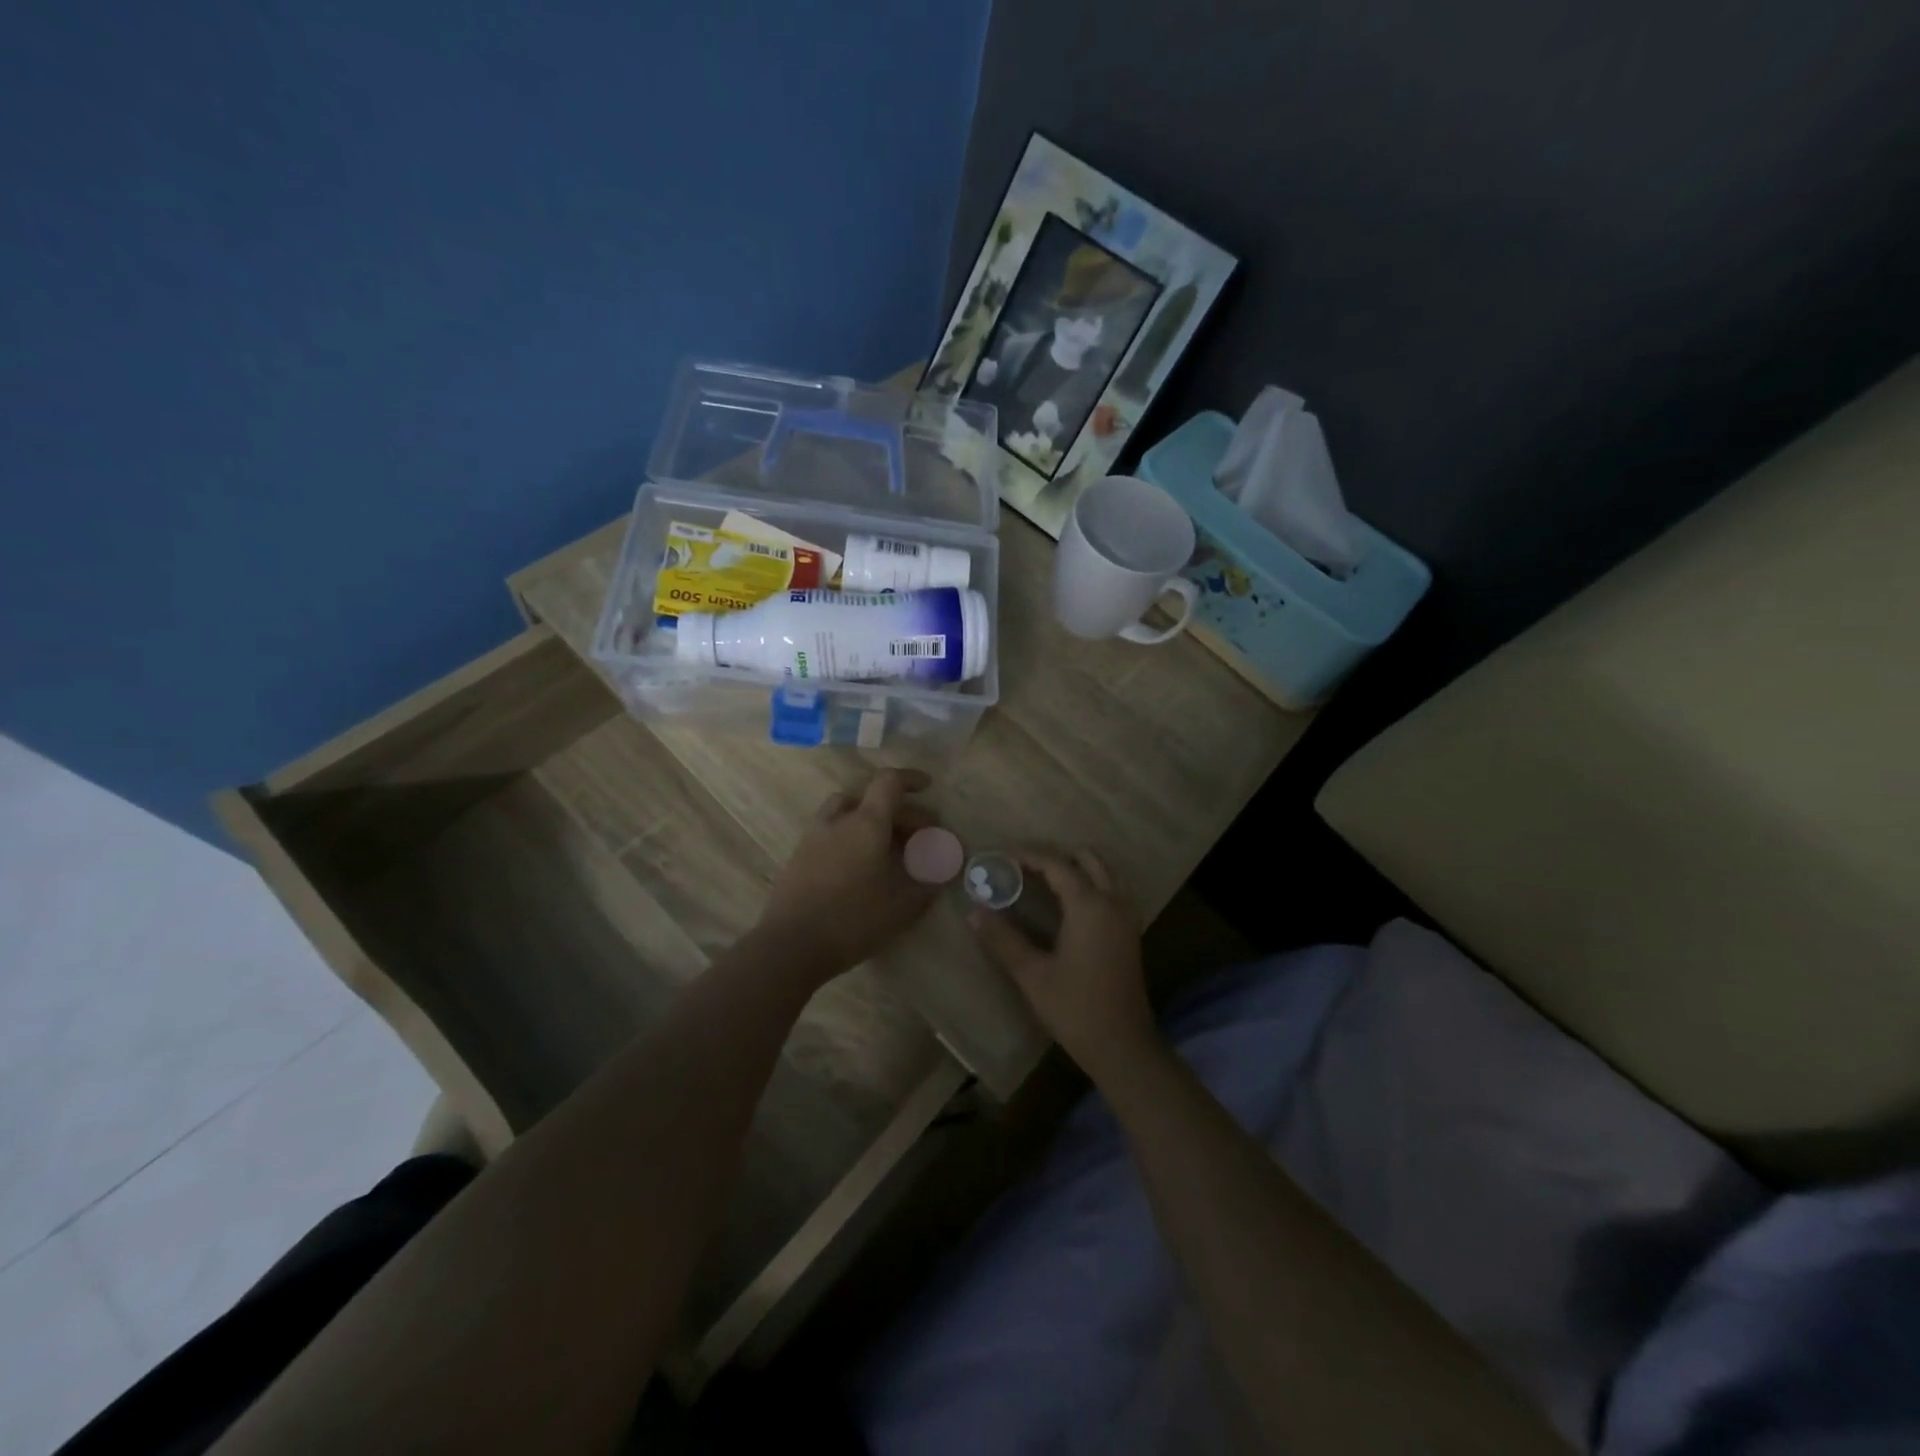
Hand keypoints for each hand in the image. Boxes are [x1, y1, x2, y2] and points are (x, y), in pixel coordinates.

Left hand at [757, 769, 940, 981]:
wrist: (790, 945)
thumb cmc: (853, 920)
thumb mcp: (902, 907)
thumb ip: (927, 885)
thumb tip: (943, 873)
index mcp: (867, 823)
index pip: (889, 782)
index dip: (911, 779)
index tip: (928, 787)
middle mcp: (839, 820)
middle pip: (871, 798)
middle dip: (900, 811)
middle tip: (919, 834)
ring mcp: (814, 836)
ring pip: (846, 810)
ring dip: (869, 817)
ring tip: (887, 843)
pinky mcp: (799, 855)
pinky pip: (831, 830)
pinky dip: (850, 834)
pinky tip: (860, 863)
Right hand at [968, 849, 1160, 1083]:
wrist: (1123, 1047)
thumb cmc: (1075, 1009)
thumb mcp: (1032, 975)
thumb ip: (1003, 940)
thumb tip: (974, 913)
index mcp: (1089, 906)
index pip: (1057, 864)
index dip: (1029, 854)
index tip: (1002, 853)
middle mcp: (1113, 902)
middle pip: (1088, 858)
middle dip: (1056, 855)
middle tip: (1024, 865)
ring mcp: (1126, 917)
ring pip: (1105, 872)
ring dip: (1077, 866)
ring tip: (1044, 878)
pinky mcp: (1130, 932)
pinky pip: (1113, 889)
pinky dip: (1091, 881)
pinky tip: (1069, 902)